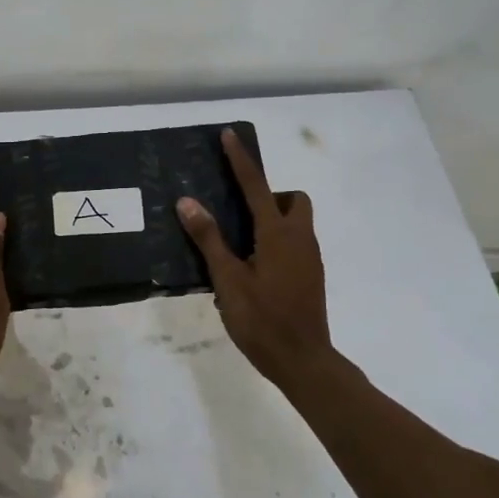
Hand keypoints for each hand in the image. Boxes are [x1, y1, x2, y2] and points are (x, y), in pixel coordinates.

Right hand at [177, 129, 332, 385]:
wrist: (303, 361)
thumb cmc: (262, 320)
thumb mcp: (228, 280)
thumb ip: (209, 239)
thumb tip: (188, 202)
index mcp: (278, 234)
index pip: (256, 186)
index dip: (241, 160)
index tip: (229, 135)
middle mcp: (300, 239)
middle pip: (292, 200)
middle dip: (269, 195)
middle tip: (239, 213)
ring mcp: (309, 259)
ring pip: (295, 223)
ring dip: (271, 220)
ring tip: (238, 244)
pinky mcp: (310, 276)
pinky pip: (294, 244)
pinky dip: (275, 242)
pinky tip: (251, 269)